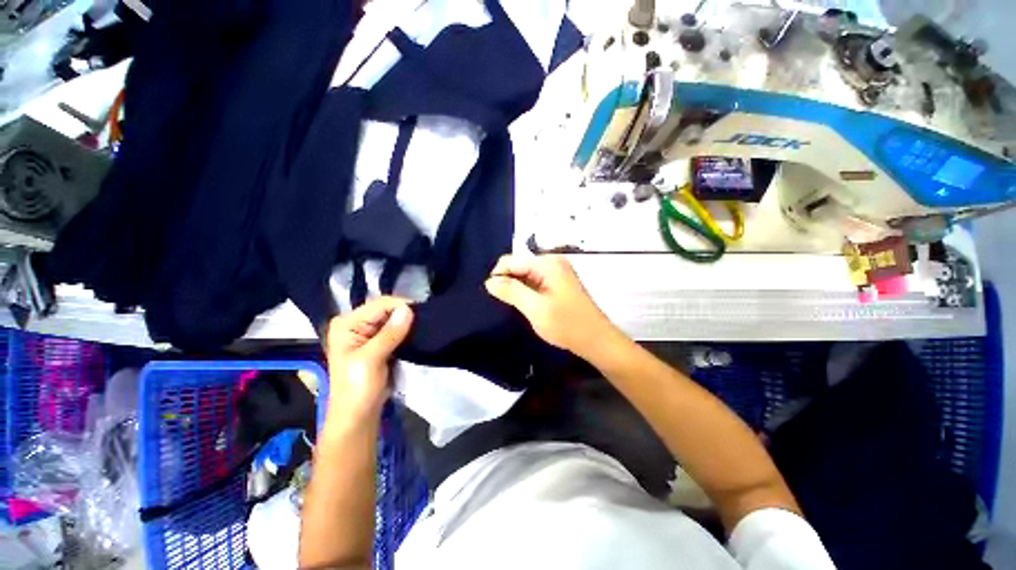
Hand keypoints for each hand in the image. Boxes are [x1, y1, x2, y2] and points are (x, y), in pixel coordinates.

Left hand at [325, 297, 412, 423]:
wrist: (357, 416)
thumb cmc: (357, 389)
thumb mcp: (371, 360)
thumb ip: (389, 333)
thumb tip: (408, 309)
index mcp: (347, 324)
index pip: (379, 304)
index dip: (401, 306)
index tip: (423, 313)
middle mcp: (355, 323)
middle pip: (386, 309)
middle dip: (405, 314)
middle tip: (426, 321)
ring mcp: (367, 333)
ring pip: (393, 319)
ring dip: (407, 322)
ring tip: (424, 326)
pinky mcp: (378, 343)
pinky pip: (395, 329)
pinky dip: (406, 331)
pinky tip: (417, 334)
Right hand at [485, 254, 616, 357]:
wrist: (597, 340)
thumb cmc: (567, 325)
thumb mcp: (535, 308)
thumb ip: (511, 291)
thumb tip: (489, 281)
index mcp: (547, 263)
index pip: (510, 260)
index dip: (498, 276)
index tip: (493, 297)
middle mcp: (552, 262)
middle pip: (518, 266)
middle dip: (508, 282)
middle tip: (505, 304)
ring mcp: (556, 272)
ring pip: (525, 275)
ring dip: (517, 289)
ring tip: (513, 306)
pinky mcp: (558, 283)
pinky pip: (534, 281)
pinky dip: (526, 292)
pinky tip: (526, 305)